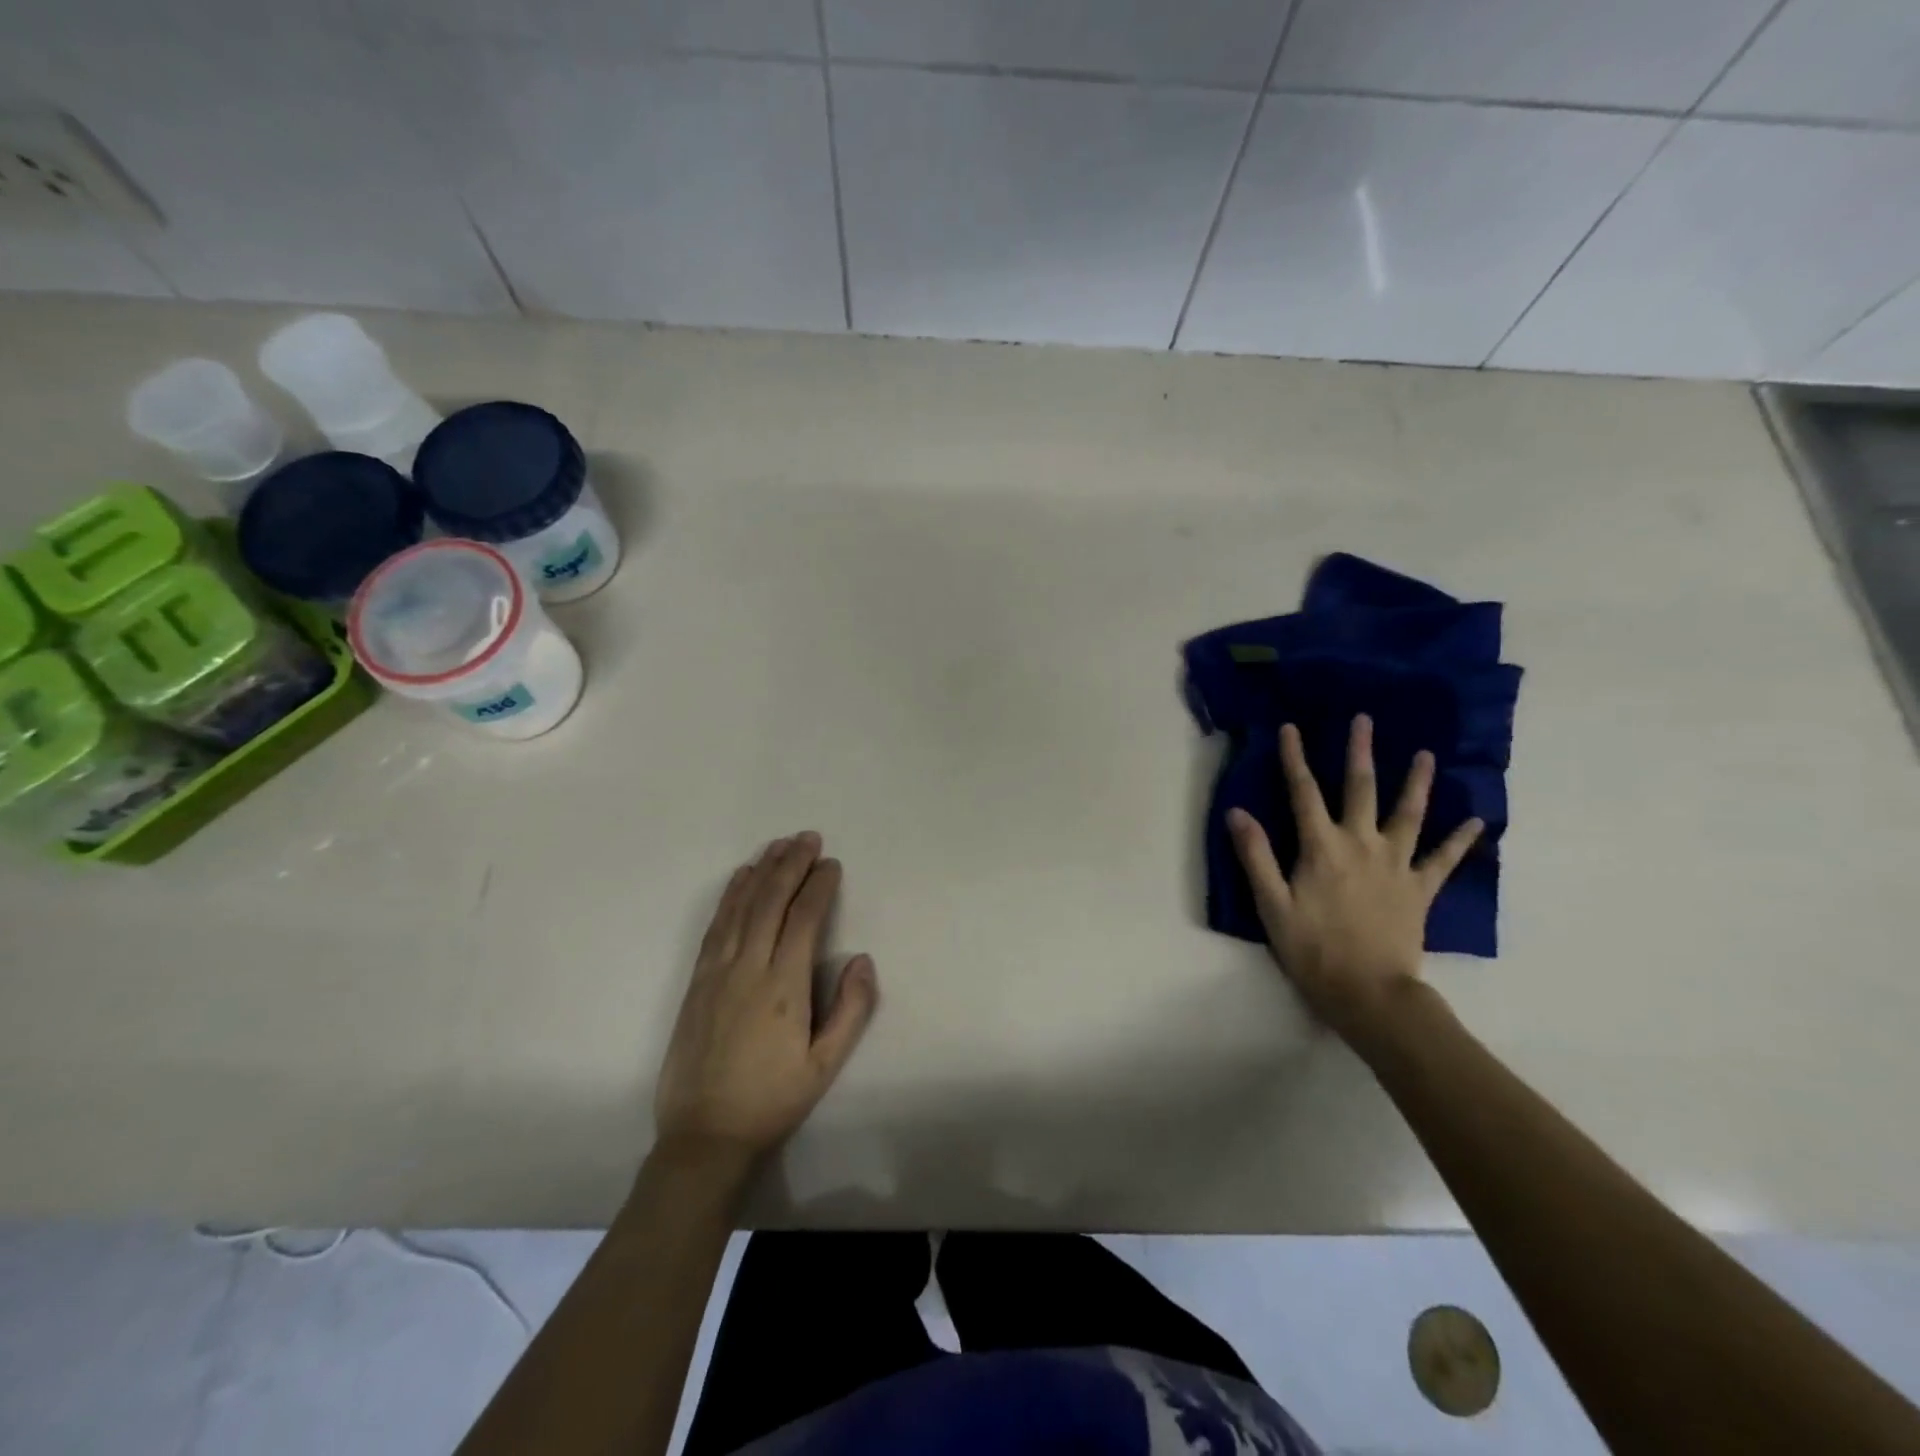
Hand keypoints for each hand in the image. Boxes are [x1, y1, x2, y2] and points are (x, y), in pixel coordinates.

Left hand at [653, 832, 877, 1174]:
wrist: (703, 1135)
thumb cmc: (772, 1100)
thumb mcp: (824, 1065)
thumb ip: (850, 1010)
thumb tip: (862, 959)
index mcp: (783, 986)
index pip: (803, 919)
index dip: (819, 887)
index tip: (832, 864)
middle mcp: (748, 967)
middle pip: (771, 901)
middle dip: (791, 865)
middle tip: (808, 837)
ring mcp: (717, 971)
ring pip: (741, 907)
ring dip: (761, 871)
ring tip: (779, 845)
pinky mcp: (697, 980)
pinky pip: (716, 925)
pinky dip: (731, 896)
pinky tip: (740, 879)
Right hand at [1227, 716, 1481, 1041]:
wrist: (1369, 993)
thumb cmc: (1312, 950)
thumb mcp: (1272, 905)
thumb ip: (1255, 856)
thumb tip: (1237, 812)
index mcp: (1321, 848)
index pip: (1303, 792)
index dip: (1294, 758)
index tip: (1290, 727)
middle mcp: (1361, 845)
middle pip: (1360, 790)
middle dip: (1359, 752)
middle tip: (1364, 719)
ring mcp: (1396, 865)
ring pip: (1408, 814)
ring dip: (1416, 782)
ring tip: (1425, 755)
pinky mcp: (1420, 889)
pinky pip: (1444, 859)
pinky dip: (1461, 839)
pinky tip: (1477, 820)